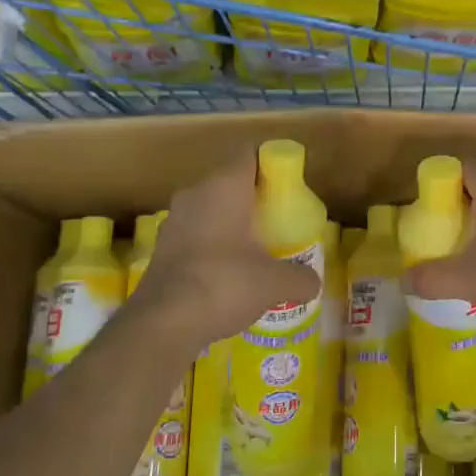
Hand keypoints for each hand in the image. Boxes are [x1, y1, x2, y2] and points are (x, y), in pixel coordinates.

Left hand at [125, 154, 321, 353]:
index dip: (270, 163)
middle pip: (230, 181)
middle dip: (253, 198)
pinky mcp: (162, 247)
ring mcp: (174, 220)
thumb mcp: (275, 283)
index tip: (287, 187)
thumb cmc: (225, 283)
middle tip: (277, 221)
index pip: (248, 152)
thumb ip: (300, 278)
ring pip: (210, 209)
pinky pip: (195, 234)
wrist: (163, 322)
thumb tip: (313, 282)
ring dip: (231, 223)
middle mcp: (196, 193)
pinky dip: (212, 245)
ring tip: (255, 250)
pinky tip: (227, 273)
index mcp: (224, 186)